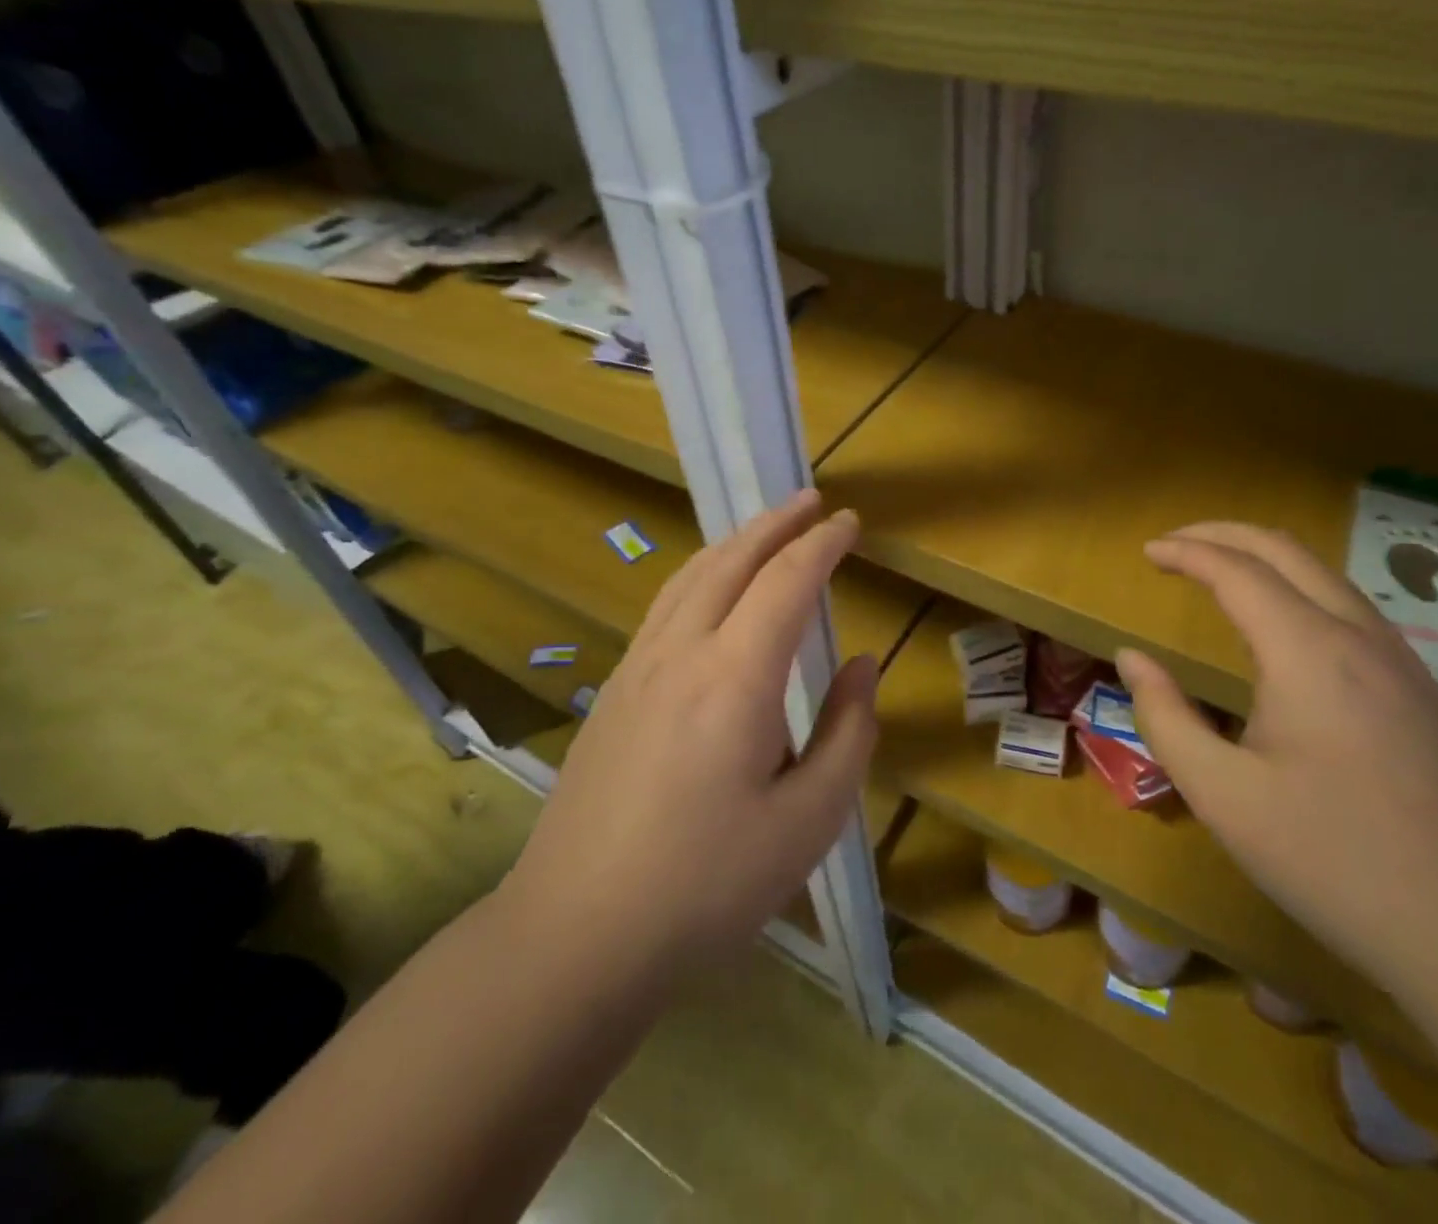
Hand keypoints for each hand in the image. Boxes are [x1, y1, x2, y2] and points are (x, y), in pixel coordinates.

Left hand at [503, 490, 877, 967]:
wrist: (575, 935)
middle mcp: (681, 654)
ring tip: (766, 529)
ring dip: (734, 543)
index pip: (786, 581)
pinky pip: (665, 606)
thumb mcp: (809, 820)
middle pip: (731, 561)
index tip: (849, 523)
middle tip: (811, 501)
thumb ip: (848, 732)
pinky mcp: (614, 693)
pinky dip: (701, 575)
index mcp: (735, 678)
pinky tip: (711, 592)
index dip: (822, 545)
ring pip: (689, 577)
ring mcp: (637, 669)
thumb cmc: (707, 886)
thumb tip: (862, 665)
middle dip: (775, 523)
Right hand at [1117, 522, 1437, 1000]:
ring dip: (1266, 559)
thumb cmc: (1333, 860)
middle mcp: (1361, 638)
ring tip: (1220, 572)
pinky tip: (1284, 628)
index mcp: (1309, 652)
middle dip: (1225, 534)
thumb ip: (1165, 716)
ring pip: (1327, 576)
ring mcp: (1404, 664)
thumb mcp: (1222, 795)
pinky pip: (1352, 610)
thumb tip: (1132, 658)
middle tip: (1176, 543)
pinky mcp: (1425, 695)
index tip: (1147, 551)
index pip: (1238, 571)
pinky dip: (1301, 590)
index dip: (1187, 552)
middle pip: (1288, 551)